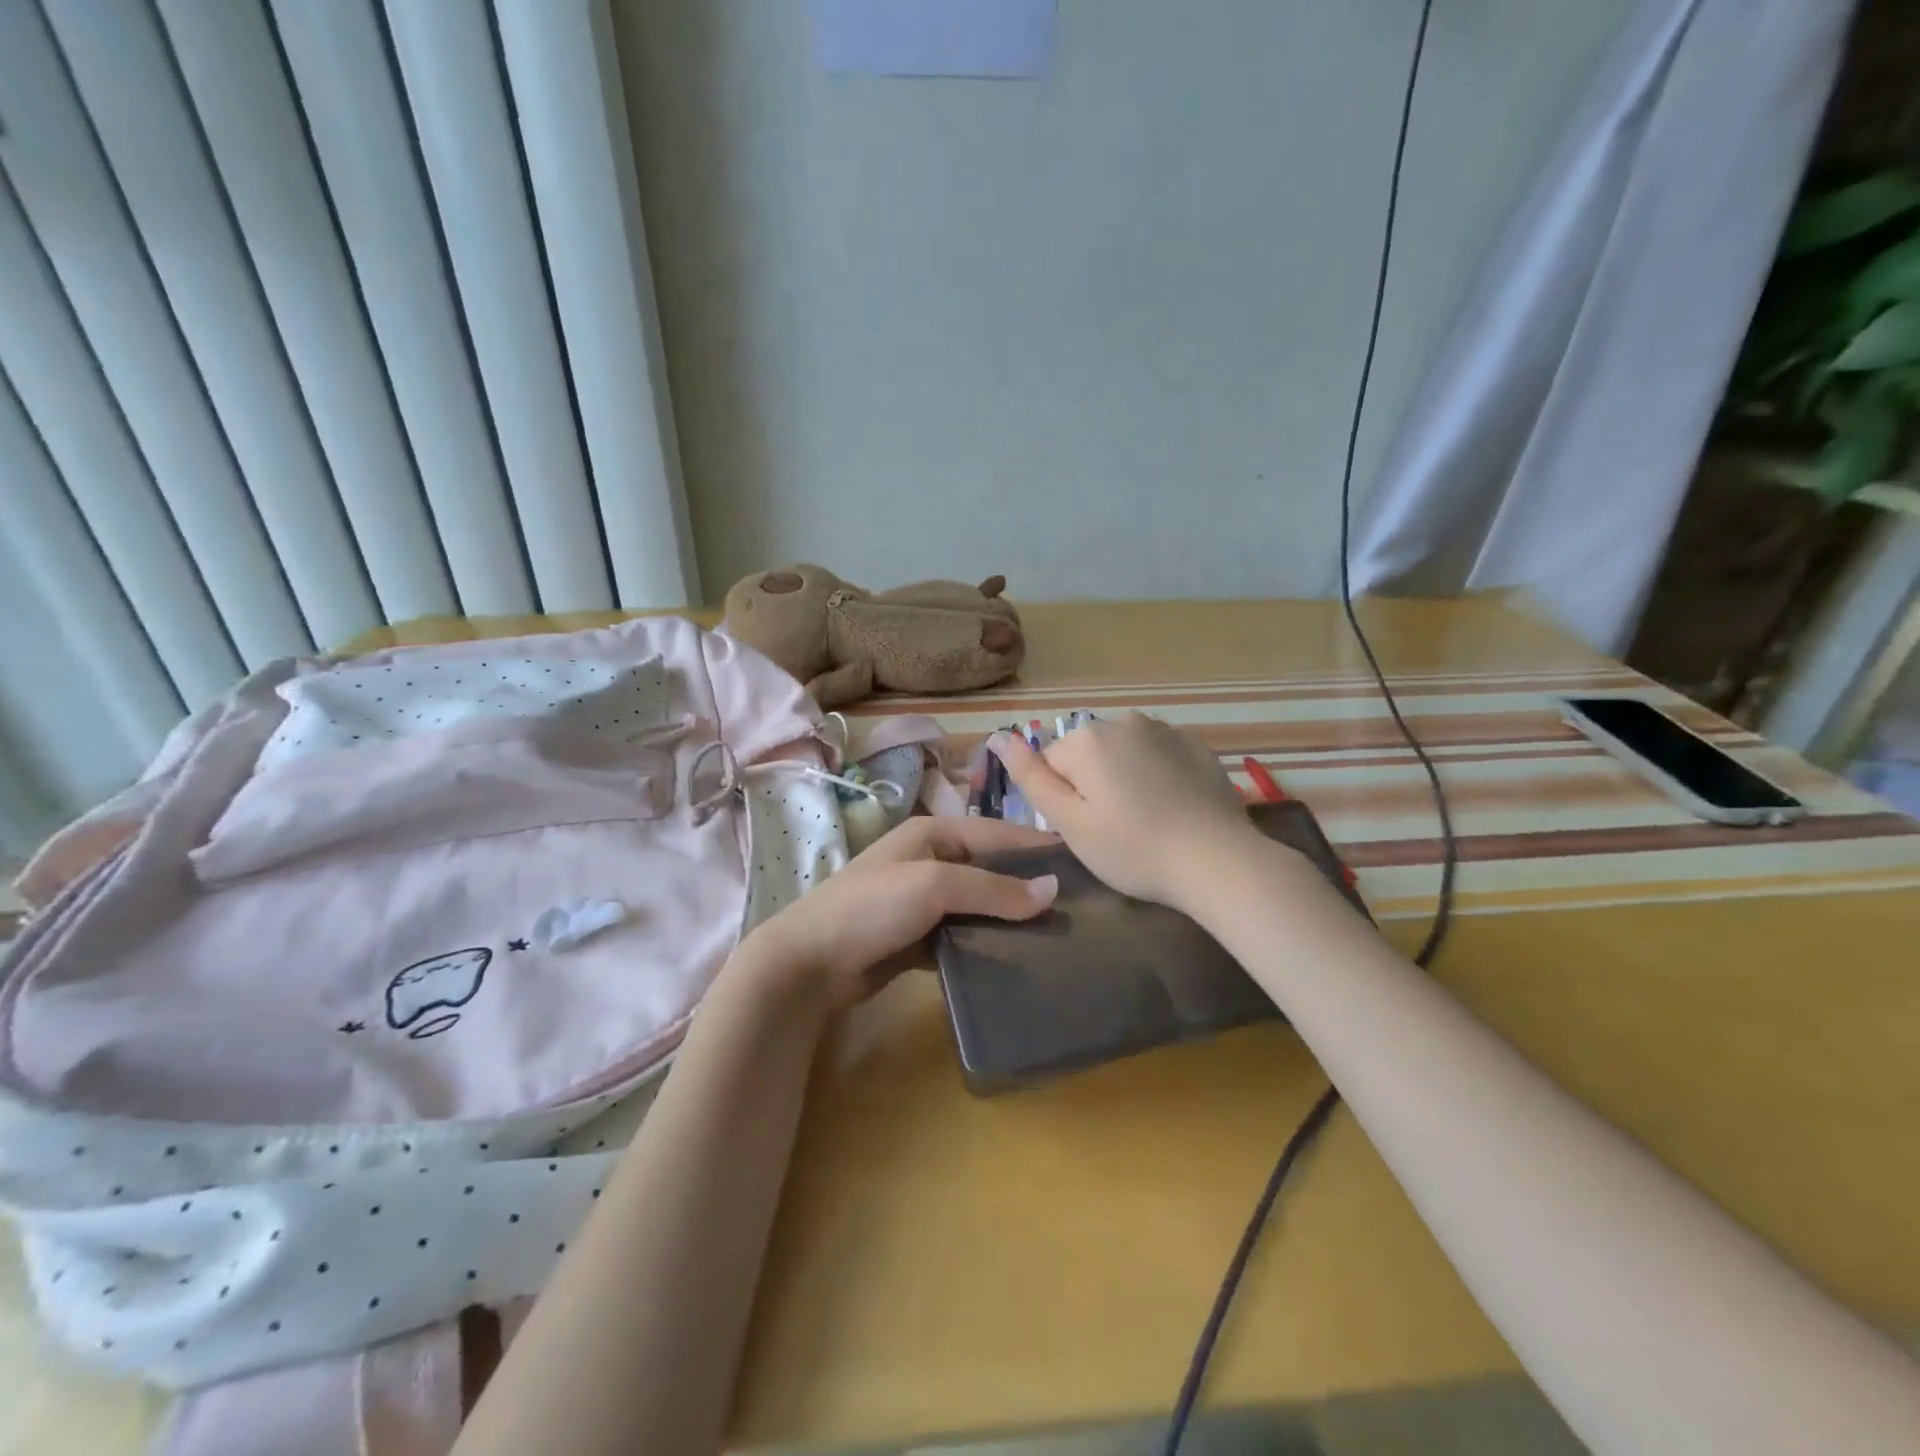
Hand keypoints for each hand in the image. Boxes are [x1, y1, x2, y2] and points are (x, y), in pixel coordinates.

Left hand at [738, 814, 1059, 1009]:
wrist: (810, 963)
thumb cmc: (872, 907)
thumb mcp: (934, 885)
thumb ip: (993, 887)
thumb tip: (1054, 890)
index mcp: (933, 834)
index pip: (997, 833)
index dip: (1036, 845)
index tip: (1081, 861)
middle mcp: (930, 861)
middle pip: (990, 870)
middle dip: (1028, 887)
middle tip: (1075, 908)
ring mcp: (922, 902)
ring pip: (979, 906)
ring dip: (1009, 920)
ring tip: (1055, 937)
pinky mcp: (918, 938)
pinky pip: (962, 936)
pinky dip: (984, 945)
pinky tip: (1014, 961)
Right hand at [992, 713, 1260, 909]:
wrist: (1218, 862)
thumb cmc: (1133, 849)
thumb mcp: (1069, 822)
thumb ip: (1030, 776)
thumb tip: (998, 736)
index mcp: (1087, 739)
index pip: (1050, 765)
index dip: (1062, 801)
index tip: (1087, 830)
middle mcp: (1124, 721)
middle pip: (1087, 755)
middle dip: (1092, 785)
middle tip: (1115, 830)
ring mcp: (1165, 730)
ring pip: (1122, 753)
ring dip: (1124, 778)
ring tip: (1146, 820)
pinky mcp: (1196, 745)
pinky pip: (1158, 755)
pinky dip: (1157, 776)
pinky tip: (1173, 808)